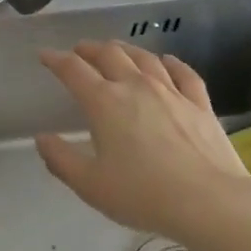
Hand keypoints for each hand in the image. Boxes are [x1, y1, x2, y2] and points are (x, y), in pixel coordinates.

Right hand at [36, 41, 250, 239]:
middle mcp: (135, 85)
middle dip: (89, 49)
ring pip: (144, 57)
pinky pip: (183, 73)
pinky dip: (171, 62)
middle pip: (109, 54)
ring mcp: (171, 91)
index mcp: (104, 102)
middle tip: (80, 51)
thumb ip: (61, 159)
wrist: (209, 201)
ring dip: (125, 49)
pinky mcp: (199, 102)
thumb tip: (42, 138)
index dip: (56, 59)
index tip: (45, 55)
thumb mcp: (90, 185)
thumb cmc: (143, 194)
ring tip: (116, 50)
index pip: (73, 70)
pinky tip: (167, 61)